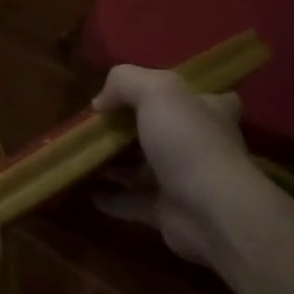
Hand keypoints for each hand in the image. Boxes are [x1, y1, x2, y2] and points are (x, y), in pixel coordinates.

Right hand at [91, 66, 277, 273]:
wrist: (210, 212)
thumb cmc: (188, 142)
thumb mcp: (157, 91)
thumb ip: (125, 82)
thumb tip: (100, 102)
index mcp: (208, 111)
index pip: (204, 97)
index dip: (180, 94)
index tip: (150, 95)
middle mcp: (200, 145)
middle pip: (164, 132)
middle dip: (130, 130)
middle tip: (96, 127)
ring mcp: (184, 180)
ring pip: (144, 168)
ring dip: (115, 165)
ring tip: (83, 156)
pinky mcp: (168, 211)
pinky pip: (132, 201)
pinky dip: (110, 198)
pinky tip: (86, 191)